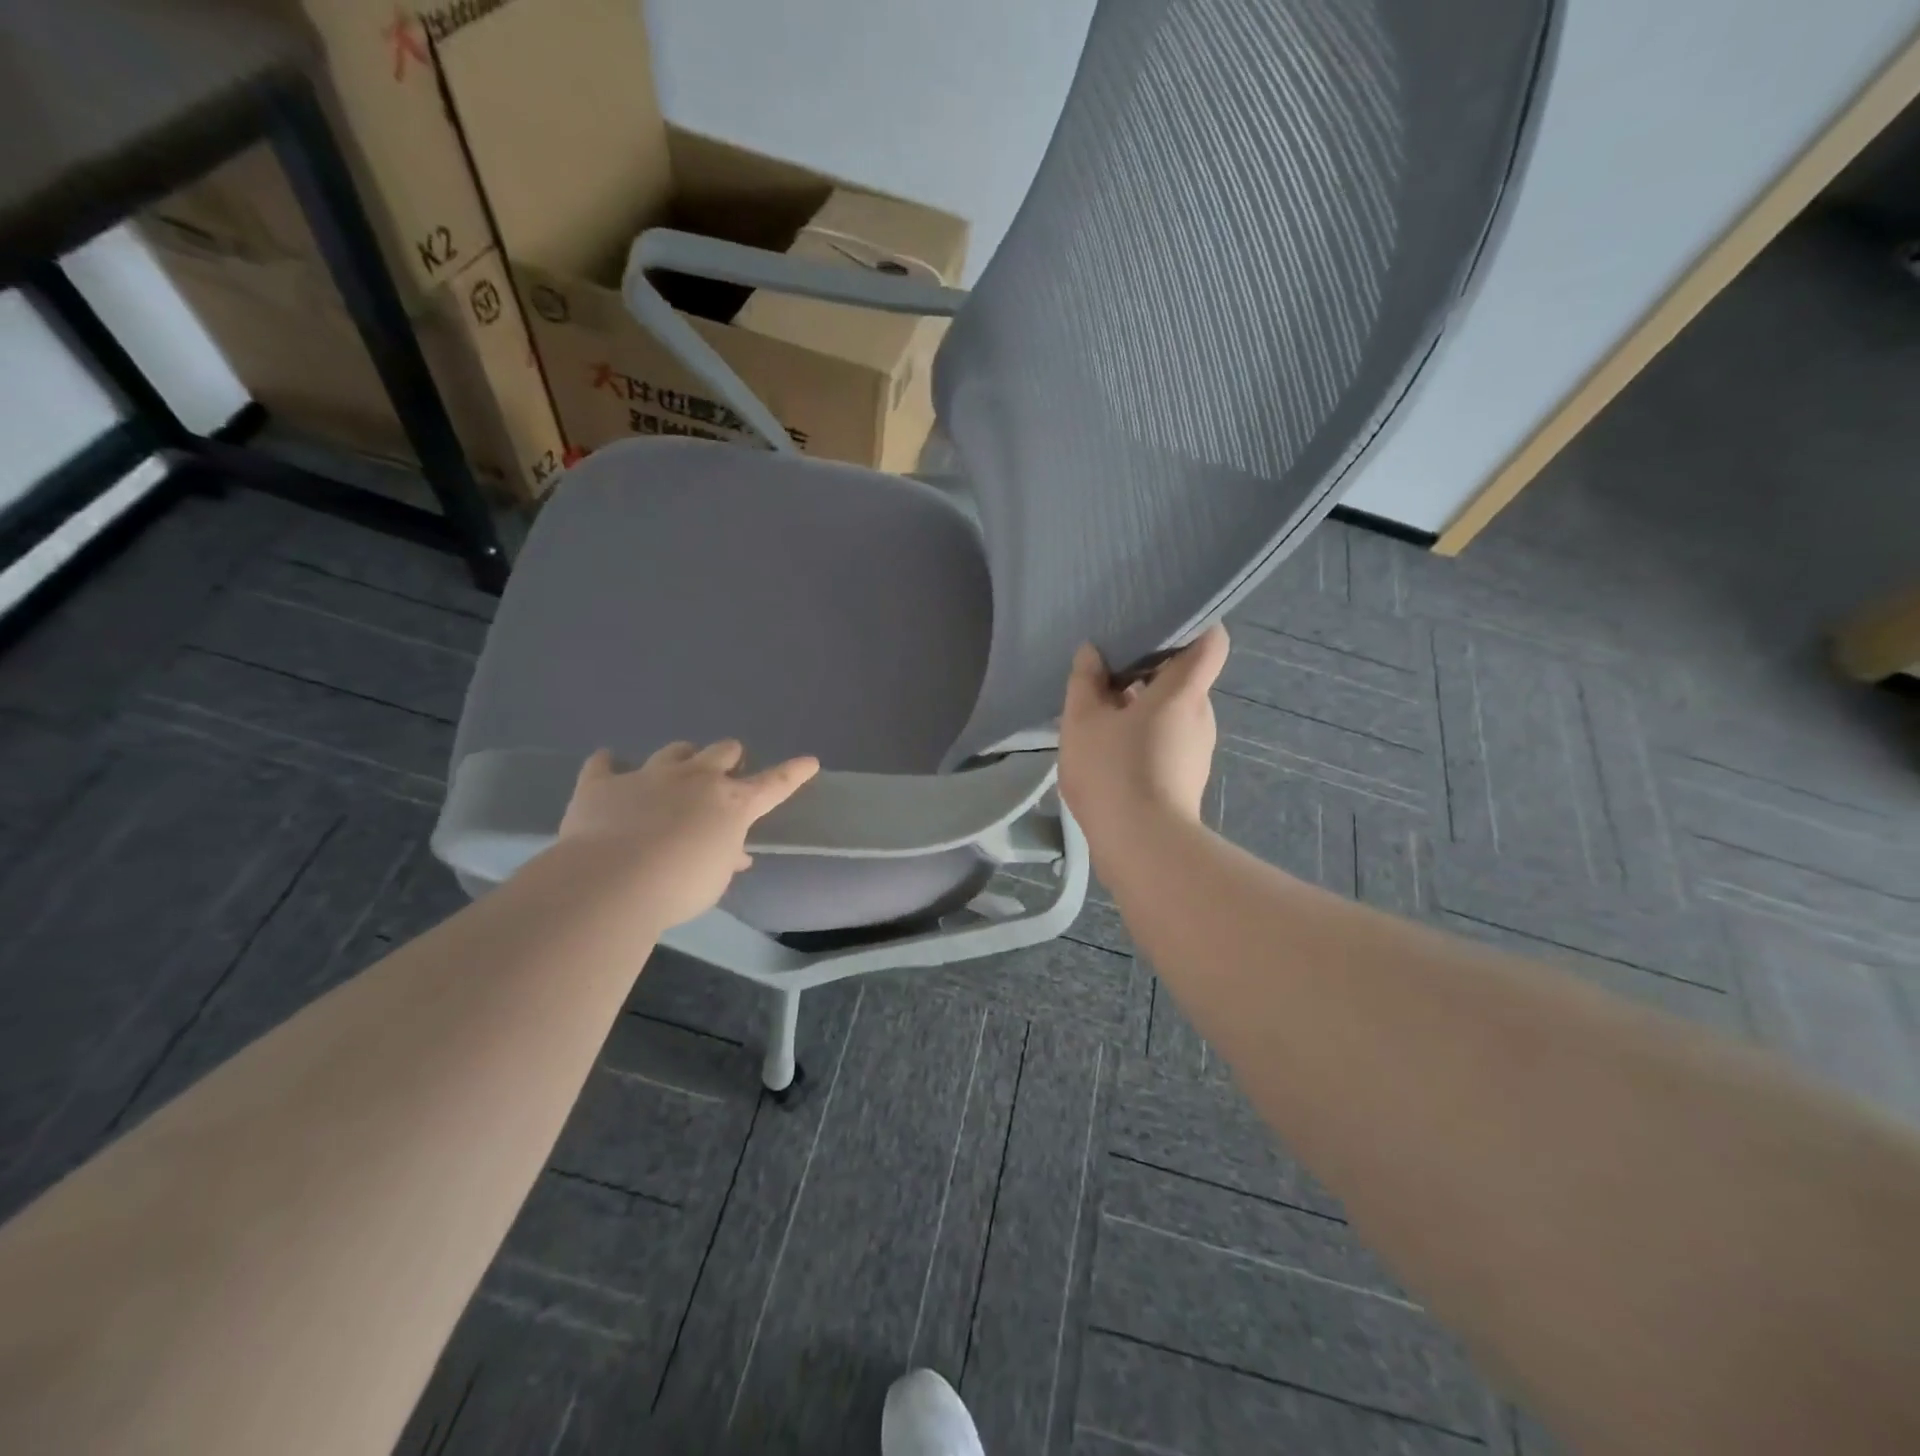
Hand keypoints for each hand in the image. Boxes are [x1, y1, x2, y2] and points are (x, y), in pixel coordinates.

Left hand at [556, 740, 818, 929]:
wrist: (612, 881)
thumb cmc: (680, 887)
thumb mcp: (715, 879)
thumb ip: (726, 859)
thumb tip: (735, 854)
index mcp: (732, 804)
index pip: (774, 784)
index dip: (794, 772)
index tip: (809, 761)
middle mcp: (696, 779)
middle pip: (723, 751)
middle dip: (729, 758)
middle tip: (726, 771)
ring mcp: (649, 775)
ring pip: (675, 751)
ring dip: (681, 758)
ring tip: (676, 771)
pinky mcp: (604, 783)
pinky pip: (605, 764)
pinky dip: (609, 766)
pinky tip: (607, 766)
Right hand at [1058, 625, 1229, 851]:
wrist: (1142, 846)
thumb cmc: (1113, 771)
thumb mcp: (1082, 722)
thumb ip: (1085, 682)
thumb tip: (1093, 652)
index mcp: (1183, 690)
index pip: (1211, 641)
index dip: (1195, 623)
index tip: (1162, 620)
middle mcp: (1200, 714)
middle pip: (1184, 677)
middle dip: (1150, 670)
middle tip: (1109, 669)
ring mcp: (1197, 749)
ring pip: (1173, 712)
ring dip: (1142, 706)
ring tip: (1102, 711)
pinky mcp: (1188, 777)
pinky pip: (1168, 740)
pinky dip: (1144, 735)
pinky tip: (1110, 749)